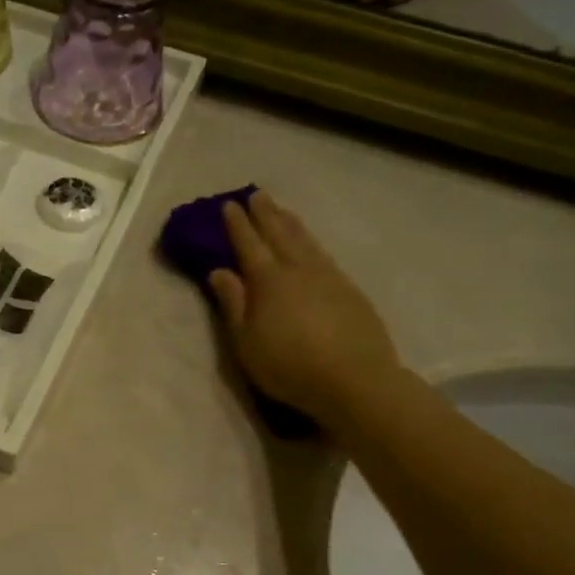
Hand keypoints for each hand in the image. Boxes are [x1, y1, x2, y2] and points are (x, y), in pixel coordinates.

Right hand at [208, 192, 402, 425]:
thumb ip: (233, 304)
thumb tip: (219, 271)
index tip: (228, 205)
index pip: (249, 245)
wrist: (354, 380)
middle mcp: (299, 270)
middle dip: (266, 213)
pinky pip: (324, 254)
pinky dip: (311, 242)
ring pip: (306, 240)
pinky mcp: (349, 290)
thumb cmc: (289, 366)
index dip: (238, 225)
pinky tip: (310, 246)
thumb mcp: (246, 342)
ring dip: (291, 222)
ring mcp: (329, 277)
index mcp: (269, 281)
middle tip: (256, 194)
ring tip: (282, 210)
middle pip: (280, 234)